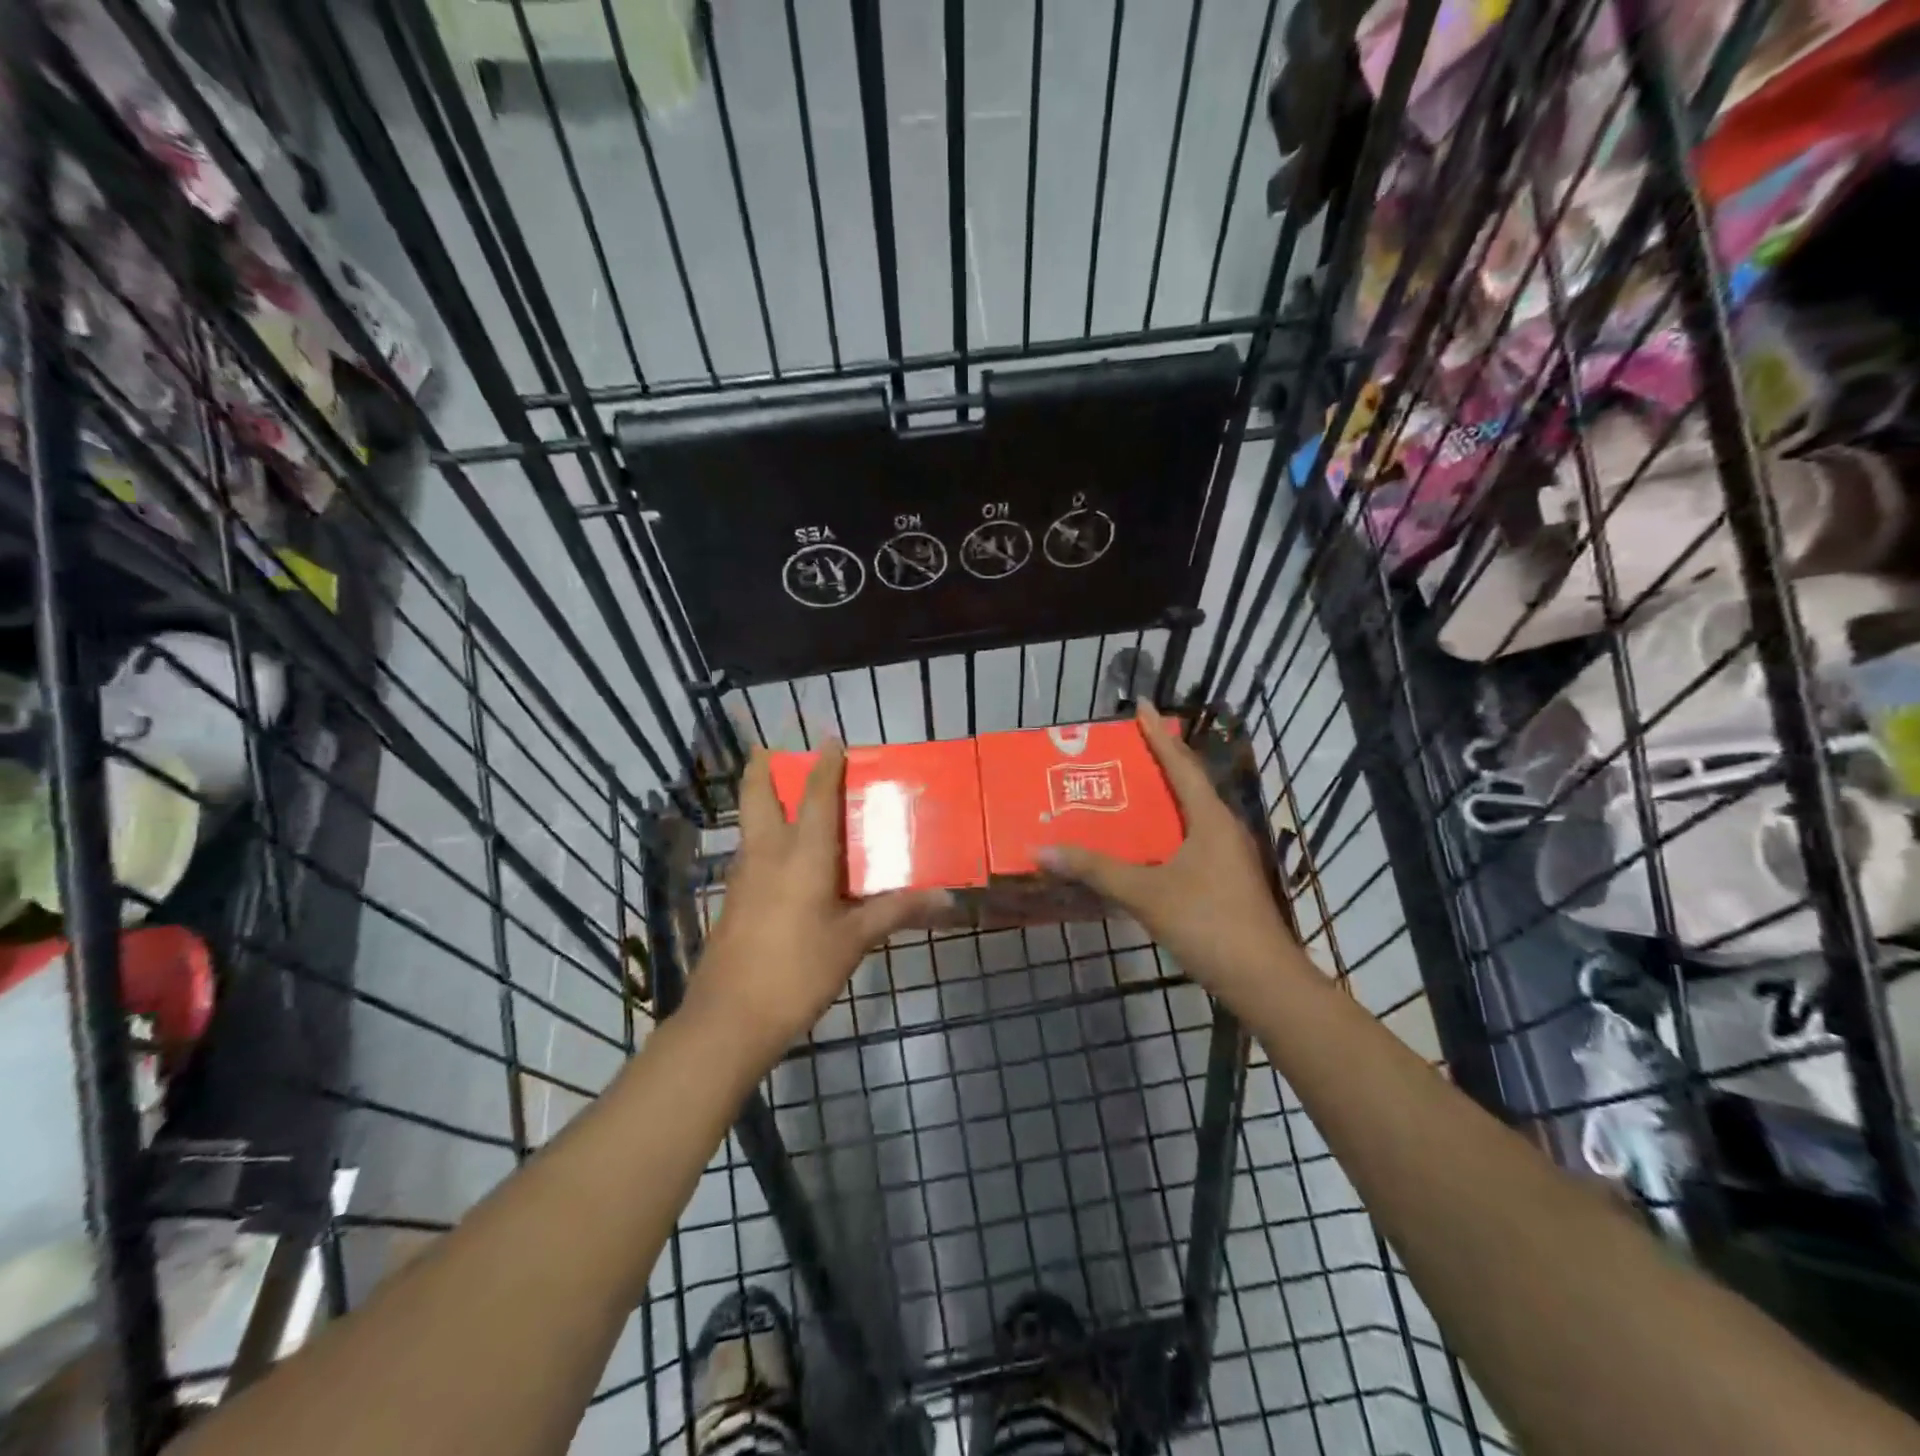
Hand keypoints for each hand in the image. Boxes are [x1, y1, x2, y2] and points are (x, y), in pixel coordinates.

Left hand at [692, 742, 947, 1059]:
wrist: (730, 1019)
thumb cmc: (798, 971)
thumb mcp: (853, 941)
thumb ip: (895, 911)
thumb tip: (946, 898)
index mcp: (802, 855)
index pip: (815, 796)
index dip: (824, 766)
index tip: (831, 741)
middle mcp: (767, 854)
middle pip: (756, 795)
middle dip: (761, 768)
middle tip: (773, 751)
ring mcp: (743, 877)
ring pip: (749, 823)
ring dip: (761, 801)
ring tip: (785, 798)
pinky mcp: (733, 901)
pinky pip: (750, 853)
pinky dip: (763, 837)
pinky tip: (782, 859)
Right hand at [1038, 703, 1300, 1008]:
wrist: (1263, 981)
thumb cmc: (1208, 923)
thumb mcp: (1146, 893)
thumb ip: (1096, 870)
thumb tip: (1043, 849)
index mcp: (1211, 820)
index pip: (1181, 765)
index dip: (1159, 735)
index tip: (1142, 706)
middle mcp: (1224, 830)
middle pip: (1190, 784)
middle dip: (1162, 761)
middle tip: (1128, 746)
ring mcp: (1230, 857)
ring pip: (1193, 815)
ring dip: (1166, 798)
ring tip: (1132, 790)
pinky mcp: (1228, 882)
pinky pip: (1193, 840)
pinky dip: (1169, 831)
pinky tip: (1148, 846)